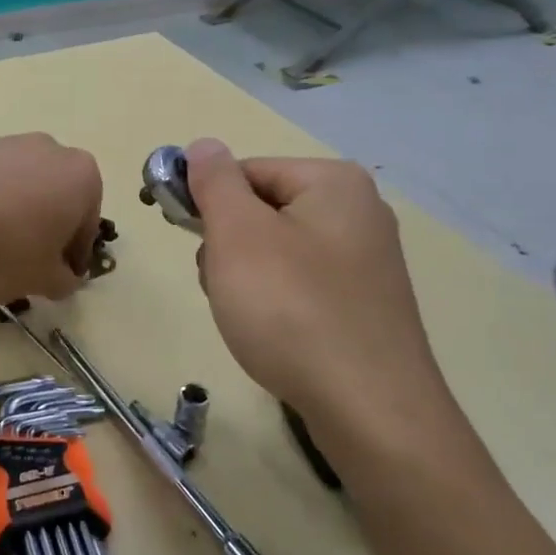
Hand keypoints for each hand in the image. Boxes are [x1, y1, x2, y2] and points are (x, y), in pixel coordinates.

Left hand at [0, 133, 102, 303]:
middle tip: (20, 269)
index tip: (55, 280)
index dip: (72, 259)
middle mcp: (48, 150)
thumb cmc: (3, 249)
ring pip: (16, 190)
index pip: (86, 226)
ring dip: (7, 220)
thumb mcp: (42, 281)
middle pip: (52, 201)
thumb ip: (63, 281)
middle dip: (39, 234)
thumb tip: (62, 278)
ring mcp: (4, 143)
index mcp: (81, 177)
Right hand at [185, 139, 453, 457]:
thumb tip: (204, 145)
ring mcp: (368, 262)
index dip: (207, 202)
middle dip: (229, 245)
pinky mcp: (366, 306)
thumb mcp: (238, 235)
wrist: (369, 409)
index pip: (247, 170)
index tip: (186, 240)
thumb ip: (214, 182)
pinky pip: (303, 286)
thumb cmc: (292, 310)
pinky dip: (278, 303)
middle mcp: (359, 212)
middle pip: (264, 211)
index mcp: (334, 182)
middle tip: (221, 284)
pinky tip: (273, 335)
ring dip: (247, 277)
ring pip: (279, 252)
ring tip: (247, 317)